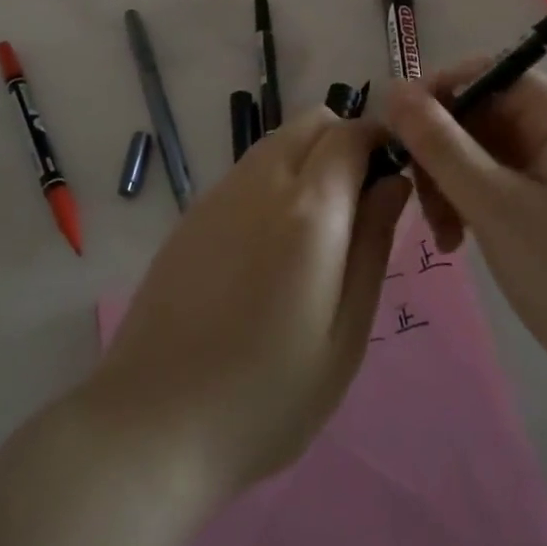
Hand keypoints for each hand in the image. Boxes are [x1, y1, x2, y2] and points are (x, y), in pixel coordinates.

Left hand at [88, 106, 410, 495]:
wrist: (153, 423)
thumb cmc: (267, 395)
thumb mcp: (345, 333)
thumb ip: (373, 244)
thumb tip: (393, 181)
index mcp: (309, 208)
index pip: (353, 133)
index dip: (381, 143)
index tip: (393, 179)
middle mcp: (262, 180)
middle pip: (312, 122)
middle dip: (344, 143)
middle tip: (356, 207)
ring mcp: (221, 192)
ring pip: (278, 140)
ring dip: (308, 159)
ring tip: (314, 233)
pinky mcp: (194, 212)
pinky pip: (248, 170)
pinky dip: (273, 180)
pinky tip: (267, 248)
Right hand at [383, 62, 546, 423]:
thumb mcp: (492, 205)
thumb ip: (438, 143)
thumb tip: (392, 88)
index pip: (488, 73)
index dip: (438, 93)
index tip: (396, 132)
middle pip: (485, 114)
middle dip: (443, 151)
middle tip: (419, 201)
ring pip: (489, 151)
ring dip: (454, 182)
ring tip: (443, 235)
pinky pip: (505, 181)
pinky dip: (476, 202)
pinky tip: (461, 240)